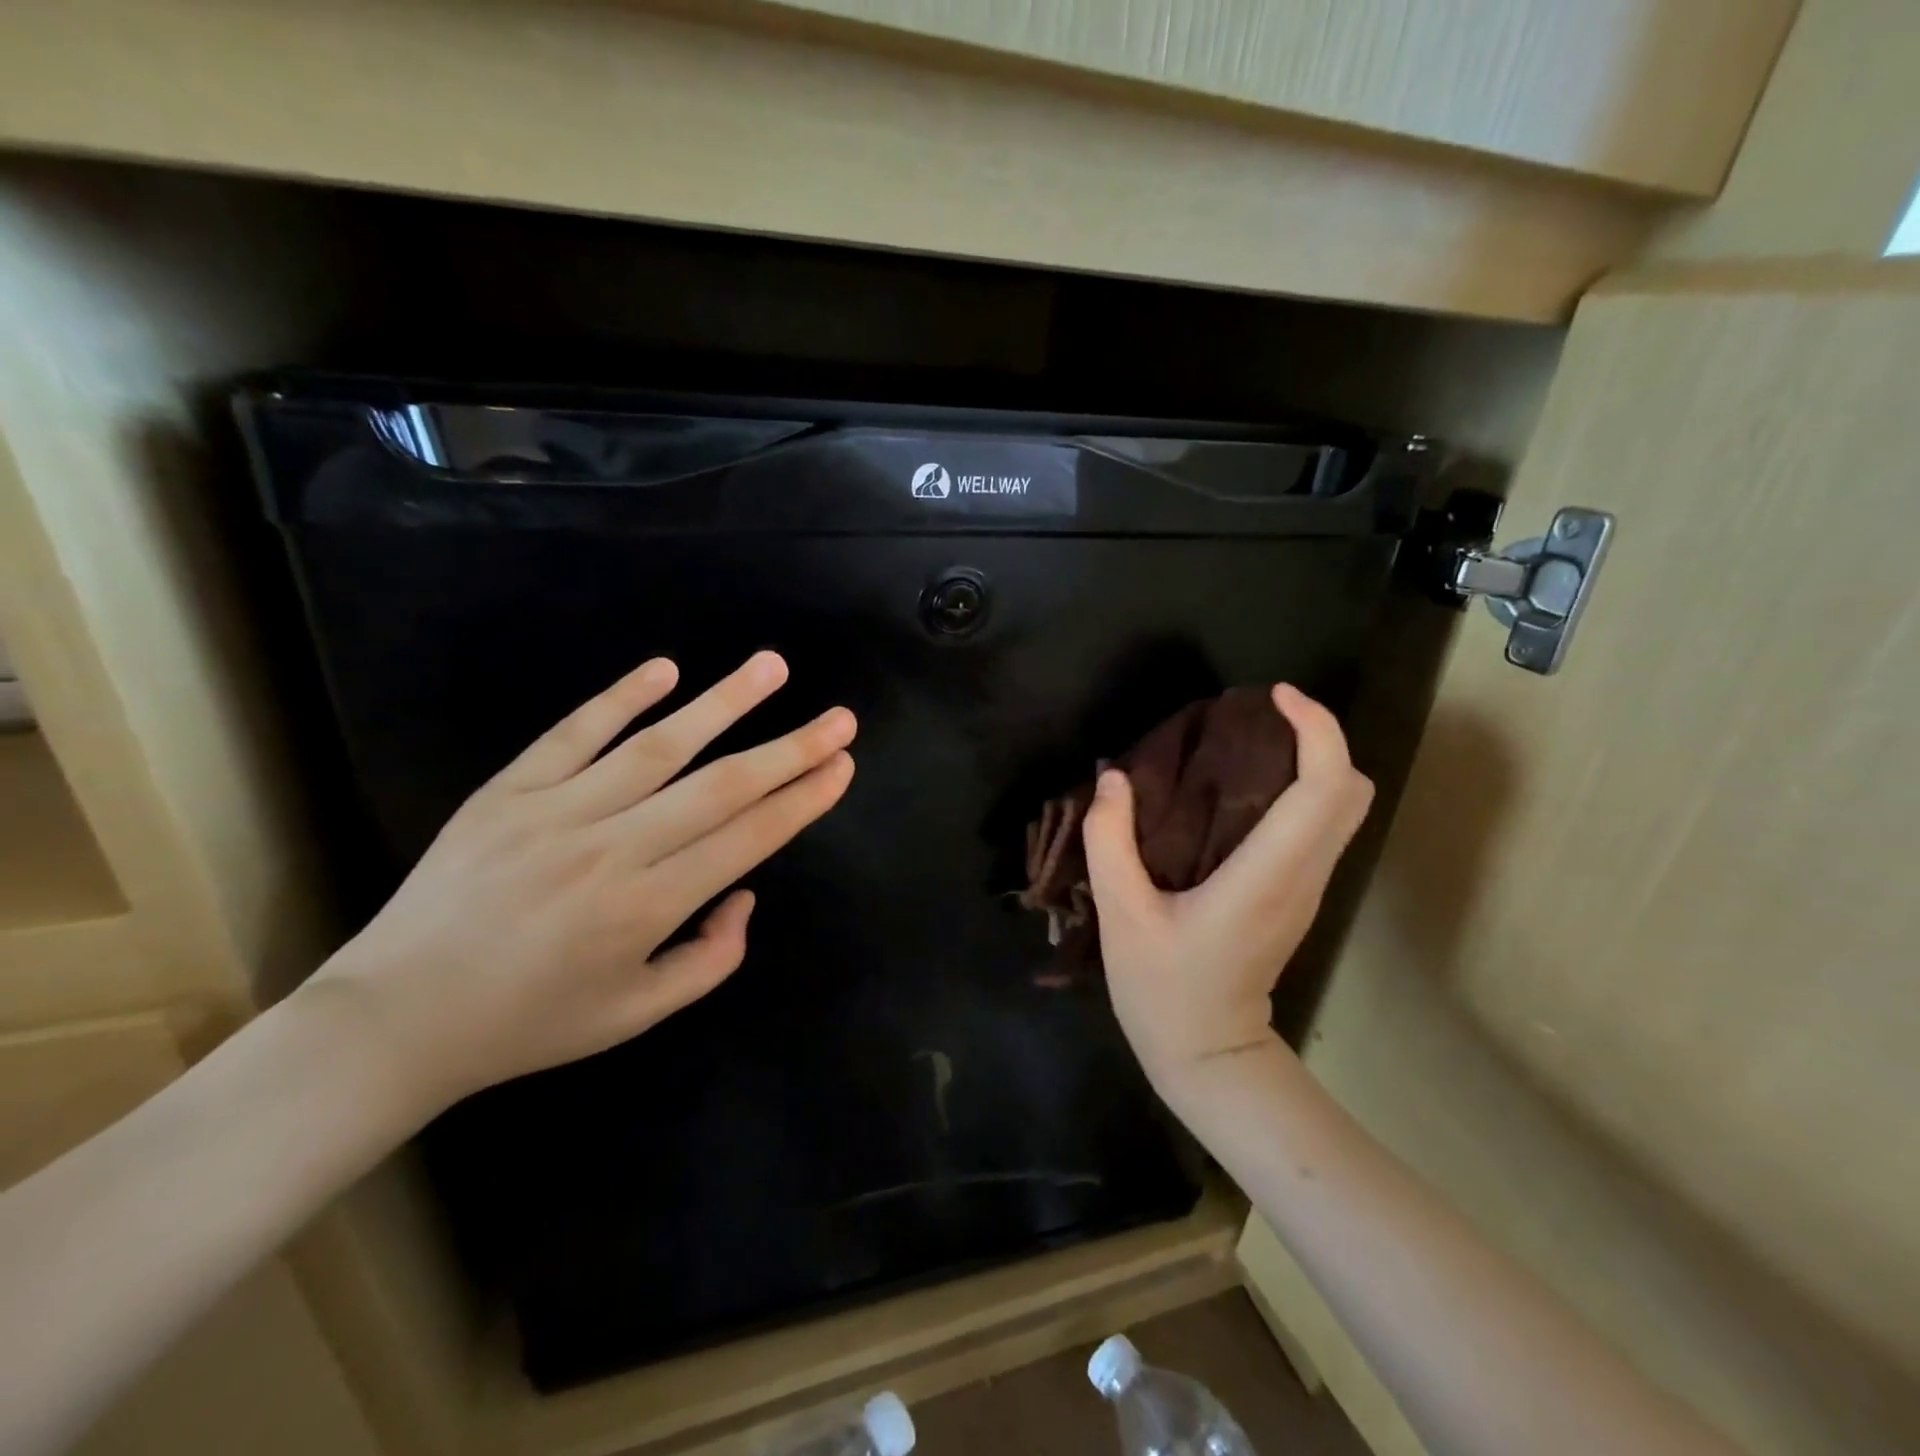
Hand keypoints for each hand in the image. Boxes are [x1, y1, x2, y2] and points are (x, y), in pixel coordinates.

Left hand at [298, 652, 855, 1120]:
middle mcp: (613, 850)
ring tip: (772, 666)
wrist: (396, 1017)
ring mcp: (557, 812)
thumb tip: (743, 892)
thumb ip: (710, 959)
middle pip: (721, 786)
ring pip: (659, 746)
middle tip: (839, 718)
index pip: (748, 838)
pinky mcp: (509, 790)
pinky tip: (666, 669)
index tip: (842, 765)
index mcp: (648, 908)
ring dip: (724, 703)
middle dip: (790, 749)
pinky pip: (574, 733)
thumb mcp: (635, 1014)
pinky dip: (622, 697)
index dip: (803, 799)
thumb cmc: (529, 1022)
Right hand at [1082, 684, 1372, 1096]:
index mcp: (1266, 876)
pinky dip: (1302, 789)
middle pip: (1352, 792)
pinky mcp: (1297, 895)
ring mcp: (1307, 889)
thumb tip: (1113, 778)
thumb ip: (1109, 842)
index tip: (1275, 696)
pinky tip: (1245, 787)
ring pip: (1344, 809)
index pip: (1325, 789)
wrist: (1209, 1056)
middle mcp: (1302, 876)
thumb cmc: (1164, 990)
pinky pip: (1320, 826)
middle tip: (1262, 715)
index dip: (1316, 730)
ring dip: (1312, 762)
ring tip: (1250, 741)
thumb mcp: (1120, 916)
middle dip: (1321, 738)